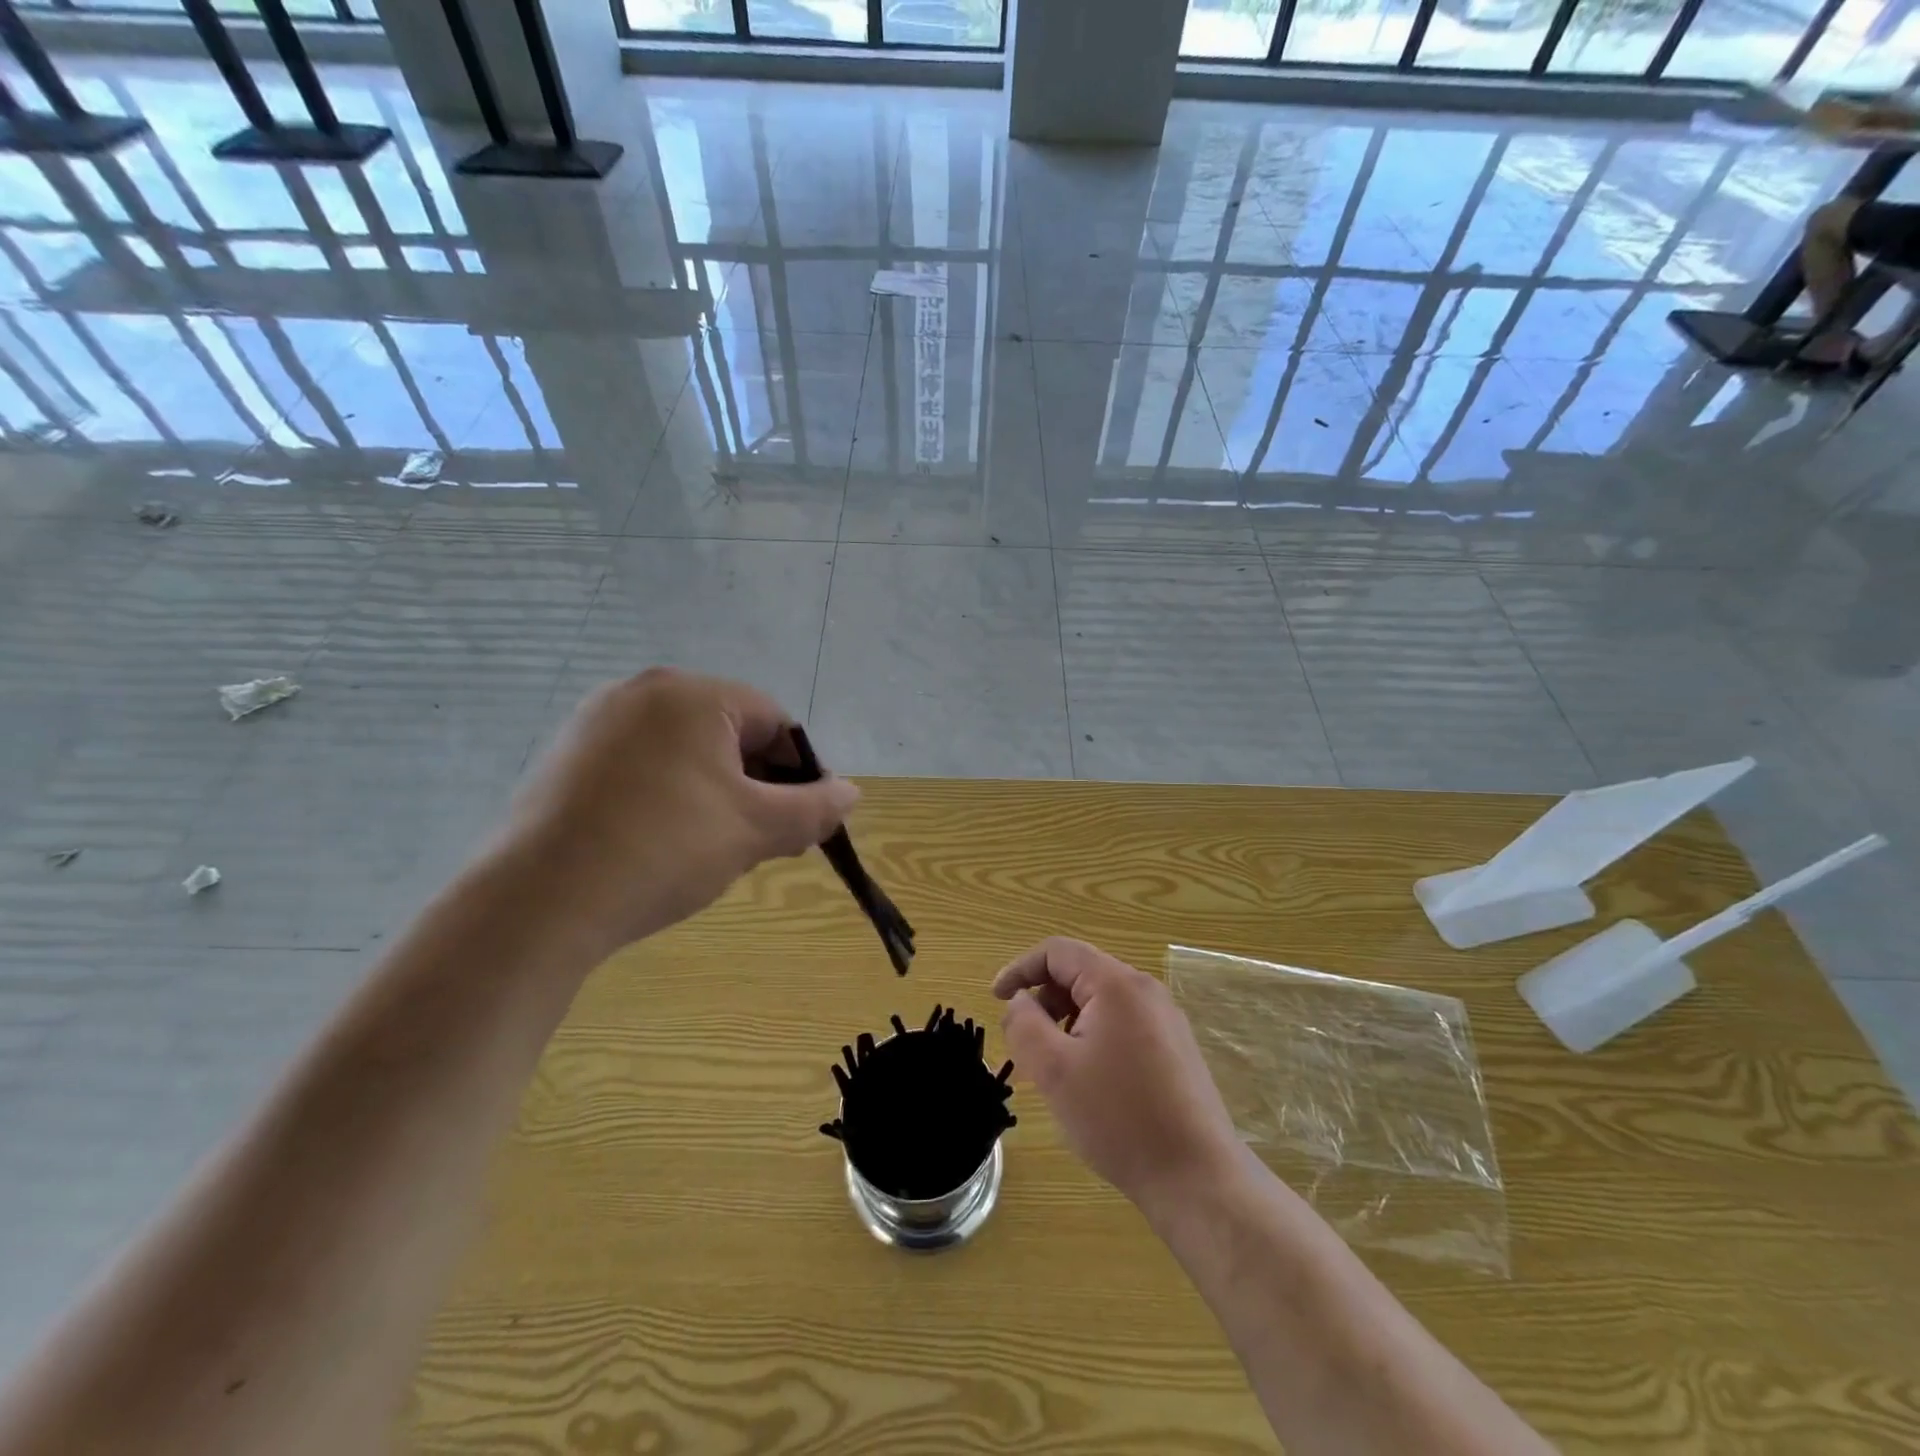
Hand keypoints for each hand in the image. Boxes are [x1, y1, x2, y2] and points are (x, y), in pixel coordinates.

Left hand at [505, 668, 858, 958]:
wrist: (539, 902)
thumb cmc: (666, 848)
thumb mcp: (756, 829)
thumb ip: (815, 807)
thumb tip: (851, 794)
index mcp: (691, 693)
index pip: (774, 721)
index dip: (803, 770)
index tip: (810, 819)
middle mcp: (640, 691)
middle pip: (729, 732)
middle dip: (759, 783)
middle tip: (768, 837)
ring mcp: (594, 723)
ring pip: (685, 751)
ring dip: (718, 791)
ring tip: (719, 845)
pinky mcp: (564, 758)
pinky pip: (641, 766)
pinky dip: (670, 795)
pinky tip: (665, 843)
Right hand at [993, 938, 1247, 1216]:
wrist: (1196, 1176)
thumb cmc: (1118, 1117)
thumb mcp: (1053, 1070)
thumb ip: (1024, 1024)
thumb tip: (1020, 1000)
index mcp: (1116, 984)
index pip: (1058, 951)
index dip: (1020, 969)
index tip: (996, 999)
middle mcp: (1145, 990)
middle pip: (1081, 972)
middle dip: (1045, 998)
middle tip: (1025, 1041)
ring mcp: (1166, 1018)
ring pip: (1101, 1000)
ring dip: (1067, 1019)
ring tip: (1055, 1064)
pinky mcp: (1176, 1046)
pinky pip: (1123, 1022)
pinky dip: (1094, 1034)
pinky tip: (1090, 1078)